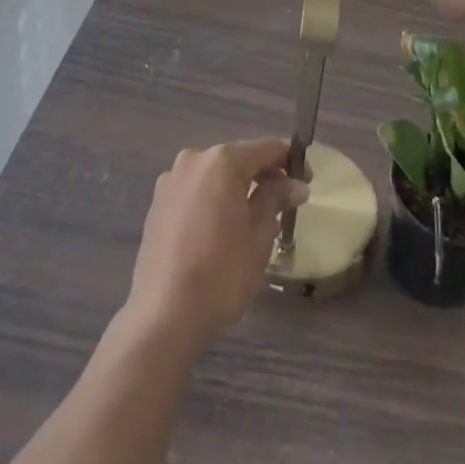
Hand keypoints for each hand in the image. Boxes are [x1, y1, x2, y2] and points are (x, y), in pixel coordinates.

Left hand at [122, 138, 306, 356]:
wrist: (164, 314)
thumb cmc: (222, 272)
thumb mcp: (260, 235)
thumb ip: (276, 200)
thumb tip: (295, 185)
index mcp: (221, 161)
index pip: (266, 149)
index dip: (290, 161)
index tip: (307, 181)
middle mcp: (193, 160)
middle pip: (238, 160)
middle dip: (263, 176)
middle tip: (285, 203)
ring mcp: (170, 181)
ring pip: (215, 177)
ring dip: (237, 190)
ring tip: (255, 221)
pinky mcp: (157, 204)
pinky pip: (195, 192)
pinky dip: (213, 201)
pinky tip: (223, 230)